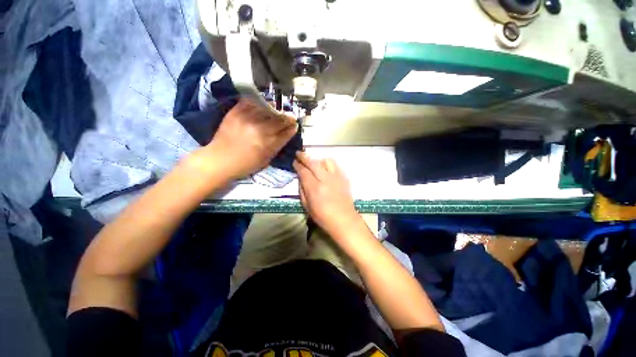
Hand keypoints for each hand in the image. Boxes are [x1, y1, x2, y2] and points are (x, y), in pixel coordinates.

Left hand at [204, 99, 296, 179]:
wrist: (220, 160)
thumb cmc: (246, 164)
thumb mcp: (266, 159)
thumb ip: (278, 145)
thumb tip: (288, 132)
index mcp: (268, 143)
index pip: (286, 131)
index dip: (292, 127)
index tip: (295, 124)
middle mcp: (260, 129)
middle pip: (280, 119)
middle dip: (288, 117)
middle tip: (290, 116)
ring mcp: (247, 119)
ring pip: (268, 108)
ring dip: (276, 108)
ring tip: (278, 110)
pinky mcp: (235, 112)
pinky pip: (251, 102)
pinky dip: (259, 102)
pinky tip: (263, 104)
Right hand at [293, 152, 362, 239]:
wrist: (344, 220)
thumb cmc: (323, 217)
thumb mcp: (307, 206)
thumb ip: (302, 190)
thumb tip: (301, 178)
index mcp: (314, 188)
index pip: (304, 171)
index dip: (298, 165)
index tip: (294, 161)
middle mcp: (325, 180)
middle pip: (313, 163)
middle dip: (304, 156)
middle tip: (299, 153)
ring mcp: (336, 177)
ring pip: (326, 161)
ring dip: (318, 159)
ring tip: (314, 162)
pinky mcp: (344, 178)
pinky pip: (335, 166)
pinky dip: (328, 164)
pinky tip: (325, 168)